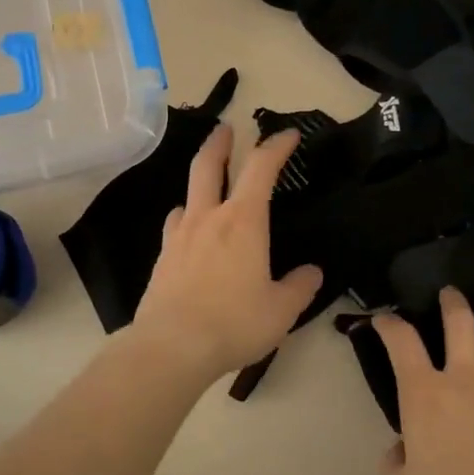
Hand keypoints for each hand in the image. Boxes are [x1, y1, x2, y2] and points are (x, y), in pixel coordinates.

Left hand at [130, 124, 322, 379]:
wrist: (172, 347)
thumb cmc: (235, 323)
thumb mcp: (282, 309)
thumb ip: (299, 287)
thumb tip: (311, 273)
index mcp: (244, 221)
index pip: (262, 168)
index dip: (276, 146)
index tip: (288, 135)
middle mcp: (208, 218)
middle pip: (209, 165)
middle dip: (220, 142)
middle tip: (227, 128)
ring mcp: (180, 237)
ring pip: (188, 194)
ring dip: (200, 183)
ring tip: (209, 190)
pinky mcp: (162, 259)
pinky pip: (175, 227)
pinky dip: (186, 220)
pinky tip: (188, 233)